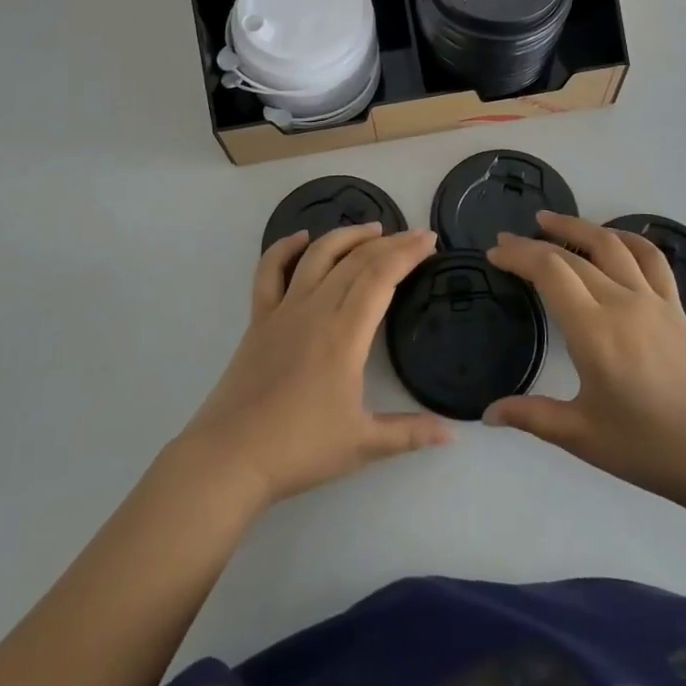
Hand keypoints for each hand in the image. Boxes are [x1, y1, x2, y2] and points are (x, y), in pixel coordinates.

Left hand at [174, 225, 449, 513]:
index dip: (407, 253)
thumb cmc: (300, 449)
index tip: (430, 240)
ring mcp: (283, 310)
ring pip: (318, 256)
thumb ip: (410, 433)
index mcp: (345, 334)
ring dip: (347, 236)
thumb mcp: (363, 445)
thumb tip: (454, 435)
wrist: (231, 456)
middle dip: (390, 242)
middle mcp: (316, 309)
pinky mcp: (259, 319)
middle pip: (356, 261)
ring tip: (372, 229)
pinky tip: (301, 238)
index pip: (381, 277)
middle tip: (415, 235)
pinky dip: (284, 248)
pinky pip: (269, 272)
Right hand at [484, 211, 685, 510]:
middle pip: (572, 256)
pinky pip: (651, 258)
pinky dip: (627, 238)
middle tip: (507, 240)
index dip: (519, 255)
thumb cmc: (648, 446)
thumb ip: (532, 416)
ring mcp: (653, 300)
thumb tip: (488, 414)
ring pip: (611, 244)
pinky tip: (612, 237)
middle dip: (534, 243)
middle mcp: (621, 303)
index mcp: (594, 331)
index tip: (495, 252)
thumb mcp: (582, 436)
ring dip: (577, 226)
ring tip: (549, 220)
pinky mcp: (675, 307)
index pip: (550, 271)